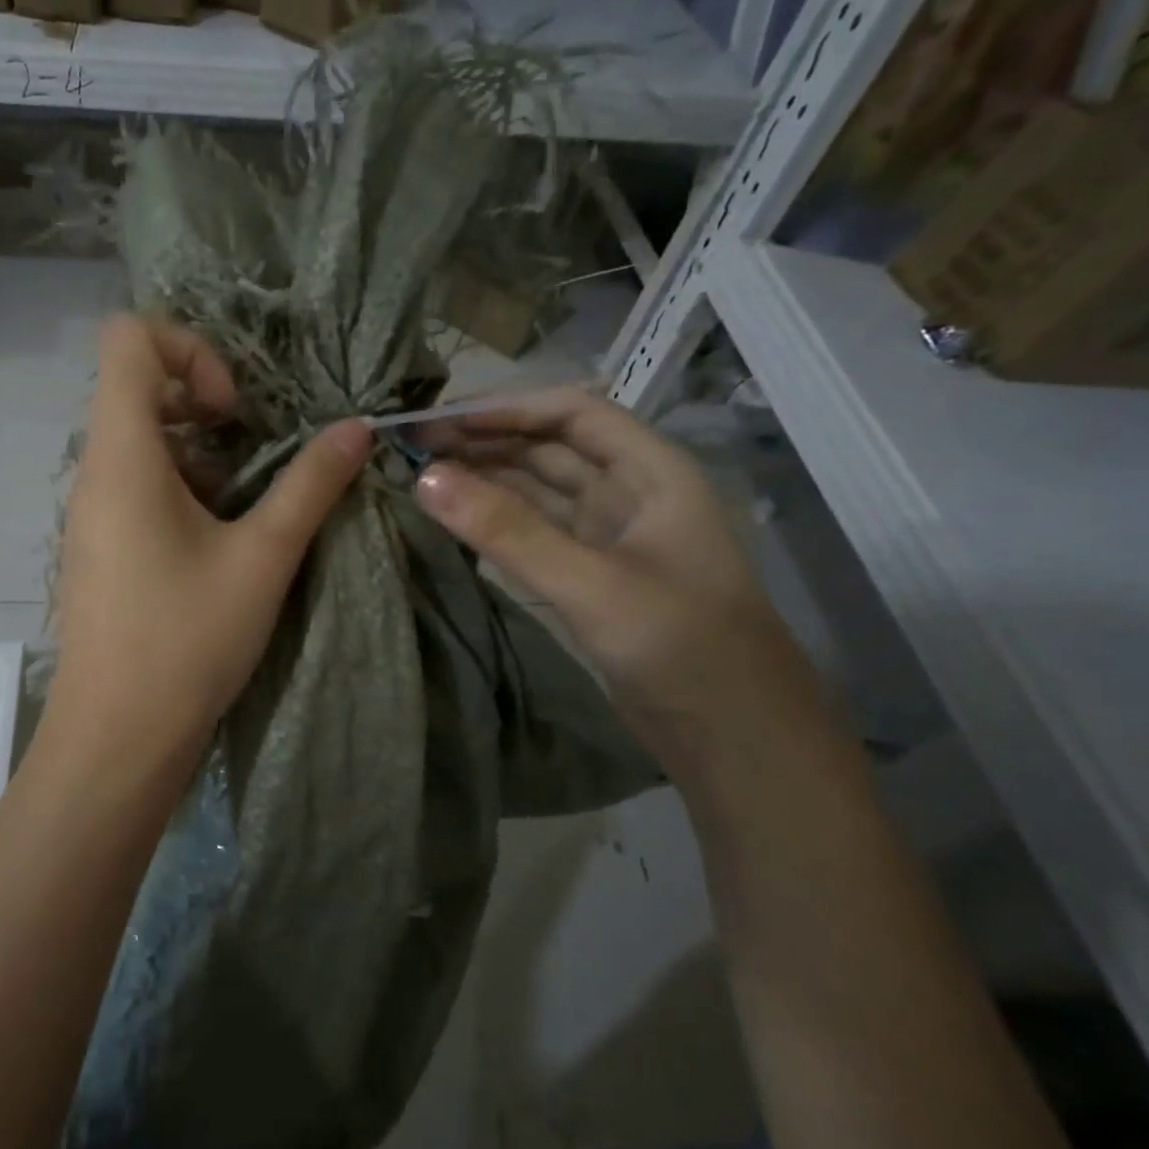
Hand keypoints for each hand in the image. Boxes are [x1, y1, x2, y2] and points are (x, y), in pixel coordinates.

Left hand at [45, 316, 371, 776]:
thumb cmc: (186, 641)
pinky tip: (223, 545)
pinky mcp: (100, 550)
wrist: (118, 738)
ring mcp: (91, 514)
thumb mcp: (262, 559)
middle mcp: (94, 473)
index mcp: (122, 456)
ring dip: (203, 458)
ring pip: (142, 445)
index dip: (189, 350)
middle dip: (206, 406)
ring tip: (250, 508)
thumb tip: (357, 429)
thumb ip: (310, 486)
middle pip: (137, 390)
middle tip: (256, 452)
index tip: (234, 411)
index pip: (127, 340)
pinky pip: (137, 490)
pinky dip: (184, 493)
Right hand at [414, 387, 813, 759]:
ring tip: (423, 477)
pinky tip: (458, 521)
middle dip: (487, 442)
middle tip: (413, 449)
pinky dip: (498, 523)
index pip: (572, 413)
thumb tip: (426, 478)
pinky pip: (536, 533)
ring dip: (487, 480)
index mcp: (652, 472)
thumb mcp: (591, 585)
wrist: (734, 739)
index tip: (439, 422)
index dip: (505, 409)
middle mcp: (631, 494)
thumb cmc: (680, 648)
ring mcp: (610, 538)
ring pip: (540, 491)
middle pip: (551, 449)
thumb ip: (508, 531)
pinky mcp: (591, 578)